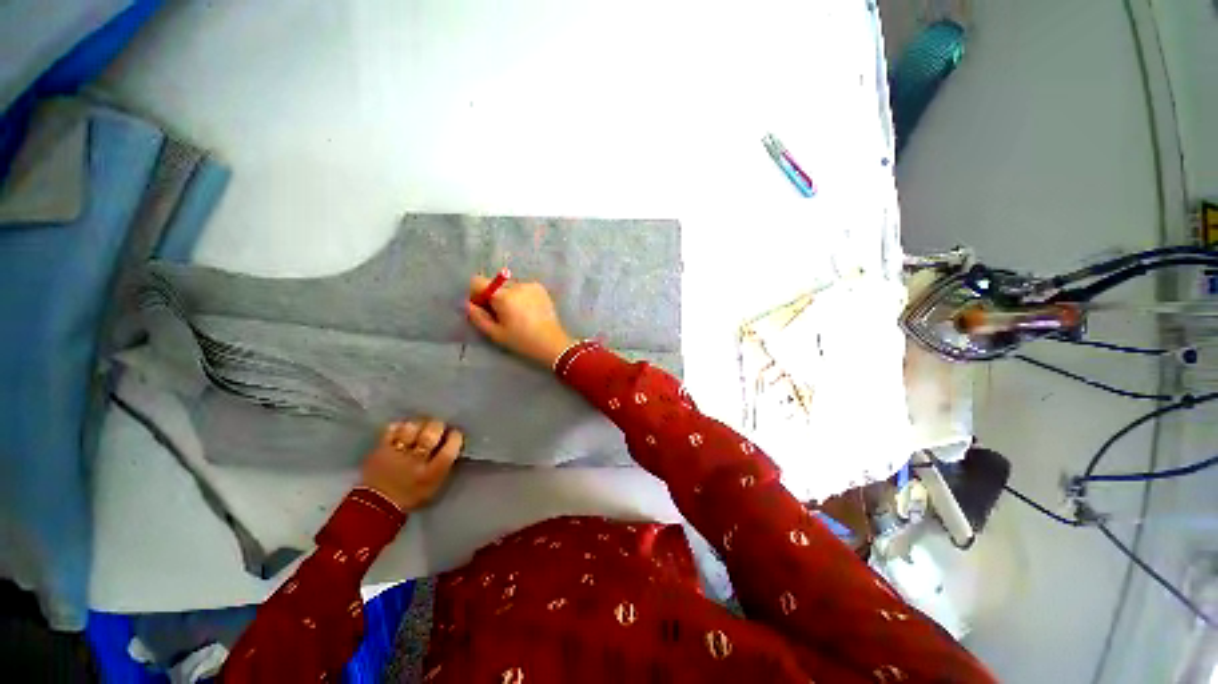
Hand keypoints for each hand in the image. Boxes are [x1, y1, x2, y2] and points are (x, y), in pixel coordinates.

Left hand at [359, 419, 462, 511]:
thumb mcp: (435, 485)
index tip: (455, 434)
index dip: (455, 438)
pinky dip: (399, 426)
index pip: (449, 449)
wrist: (376, 506)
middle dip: (438, 426)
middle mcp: (415, 462)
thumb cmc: (412, 495)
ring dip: (419, 423)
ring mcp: (395, 455)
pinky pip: (391, 430)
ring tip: (421, 425)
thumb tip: (452, 443)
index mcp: (432, 474)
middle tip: (439, 426)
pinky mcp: (379, 449)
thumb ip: (445, 464)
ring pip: (411, 428)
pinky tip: (404, 428)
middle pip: (431, 435)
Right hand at [466, 274, 574, 366]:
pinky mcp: (541, 288)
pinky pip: (523, 288)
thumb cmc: (522, 341)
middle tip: (500, 315)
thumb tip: (467, 304)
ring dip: (508, 296)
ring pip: (510, 286)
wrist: (552, 343)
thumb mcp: (496, 334)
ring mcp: (531, 285)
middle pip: (495, 284)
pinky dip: (521, 296)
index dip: (475, 293)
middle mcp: (517, 285)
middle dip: (493, 296)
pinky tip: (527, 311)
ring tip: (516, 315)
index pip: (478, 282)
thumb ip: (478, 317)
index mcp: (503, 296)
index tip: (481, 307)